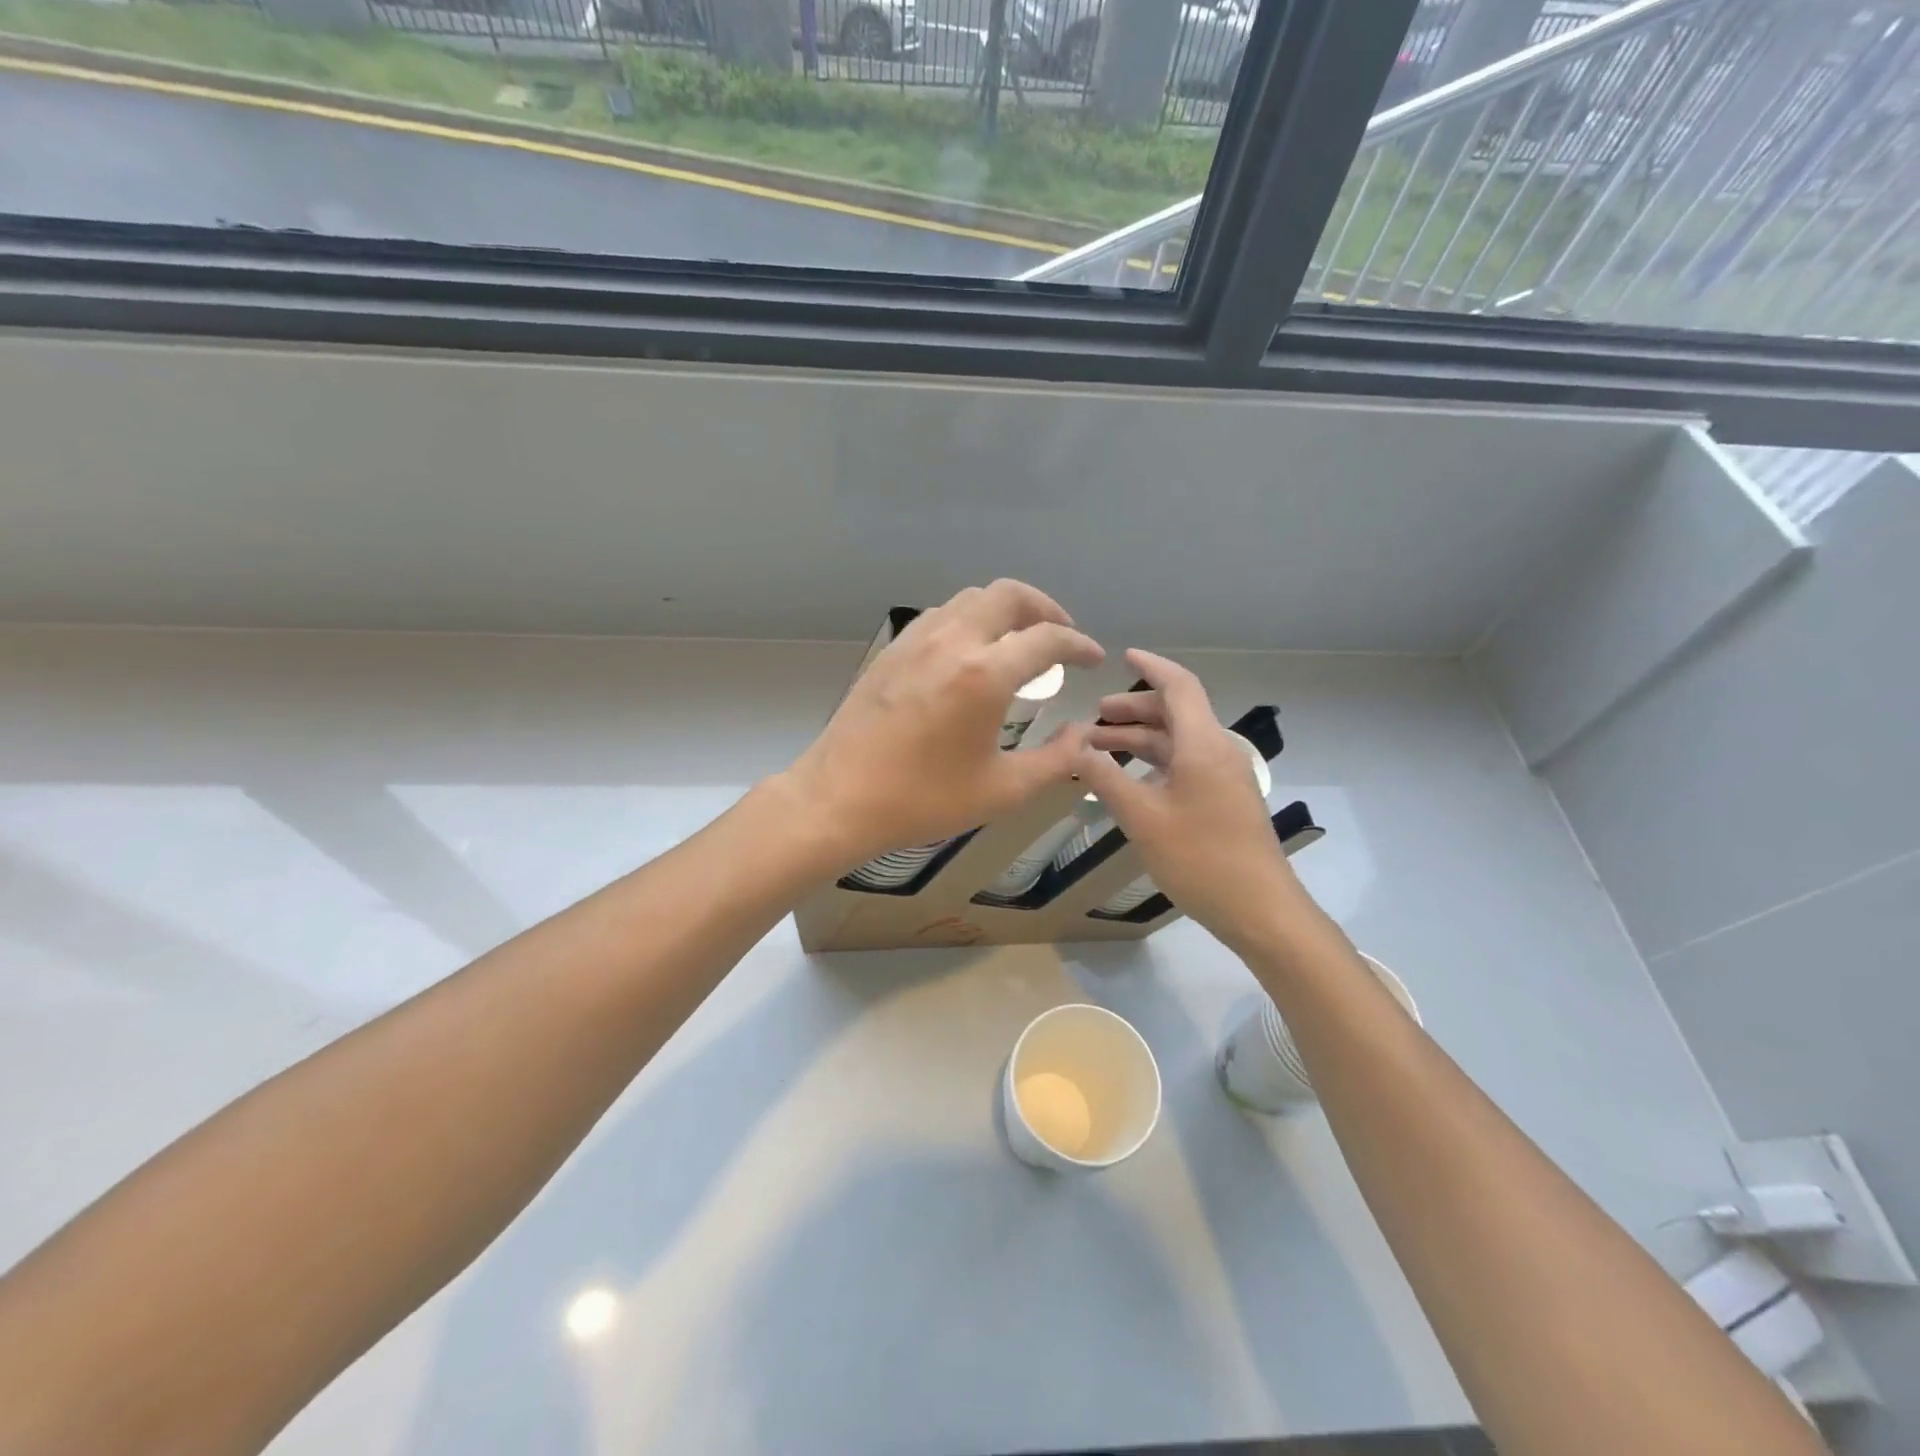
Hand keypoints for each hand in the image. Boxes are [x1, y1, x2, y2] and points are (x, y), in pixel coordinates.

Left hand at [782, 580, 1102, 868]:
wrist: (839, 799)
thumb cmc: (923, 799)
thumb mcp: (1002, 791)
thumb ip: (1055, 761)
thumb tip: (1084, 736)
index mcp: (985, 674)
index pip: (1047, 638)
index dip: (1079, 645)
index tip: (1093, 659)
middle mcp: (953, 641)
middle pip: (1009, 594)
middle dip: (1045, 608)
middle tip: (1060, 636)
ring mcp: (916, 640)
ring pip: (971, 598)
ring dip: (1005, 609)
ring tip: (1018, 641)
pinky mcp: (892, 650)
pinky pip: (941, 615)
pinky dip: (969, 619)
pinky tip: (971, 652)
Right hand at [1077, 649, 1300, 951]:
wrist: (1260, 910)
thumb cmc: (1201, 859)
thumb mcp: (1143, 819)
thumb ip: (1106, 780)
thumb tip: (1076, 749)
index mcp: (1203, 745)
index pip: (1178, 686)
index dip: (1150, 667)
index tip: (1122, 656)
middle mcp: (1218, 752)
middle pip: (1175, 713)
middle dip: (1133, 710)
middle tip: (1094, 717)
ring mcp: (1224, 777)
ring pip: (1179, 742)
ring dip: (1140, 740)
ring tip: (1099, 749)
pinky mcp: (1225, 800)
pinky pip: (1186, 765)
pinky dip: (1155, 762)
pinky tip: (1129, 781)